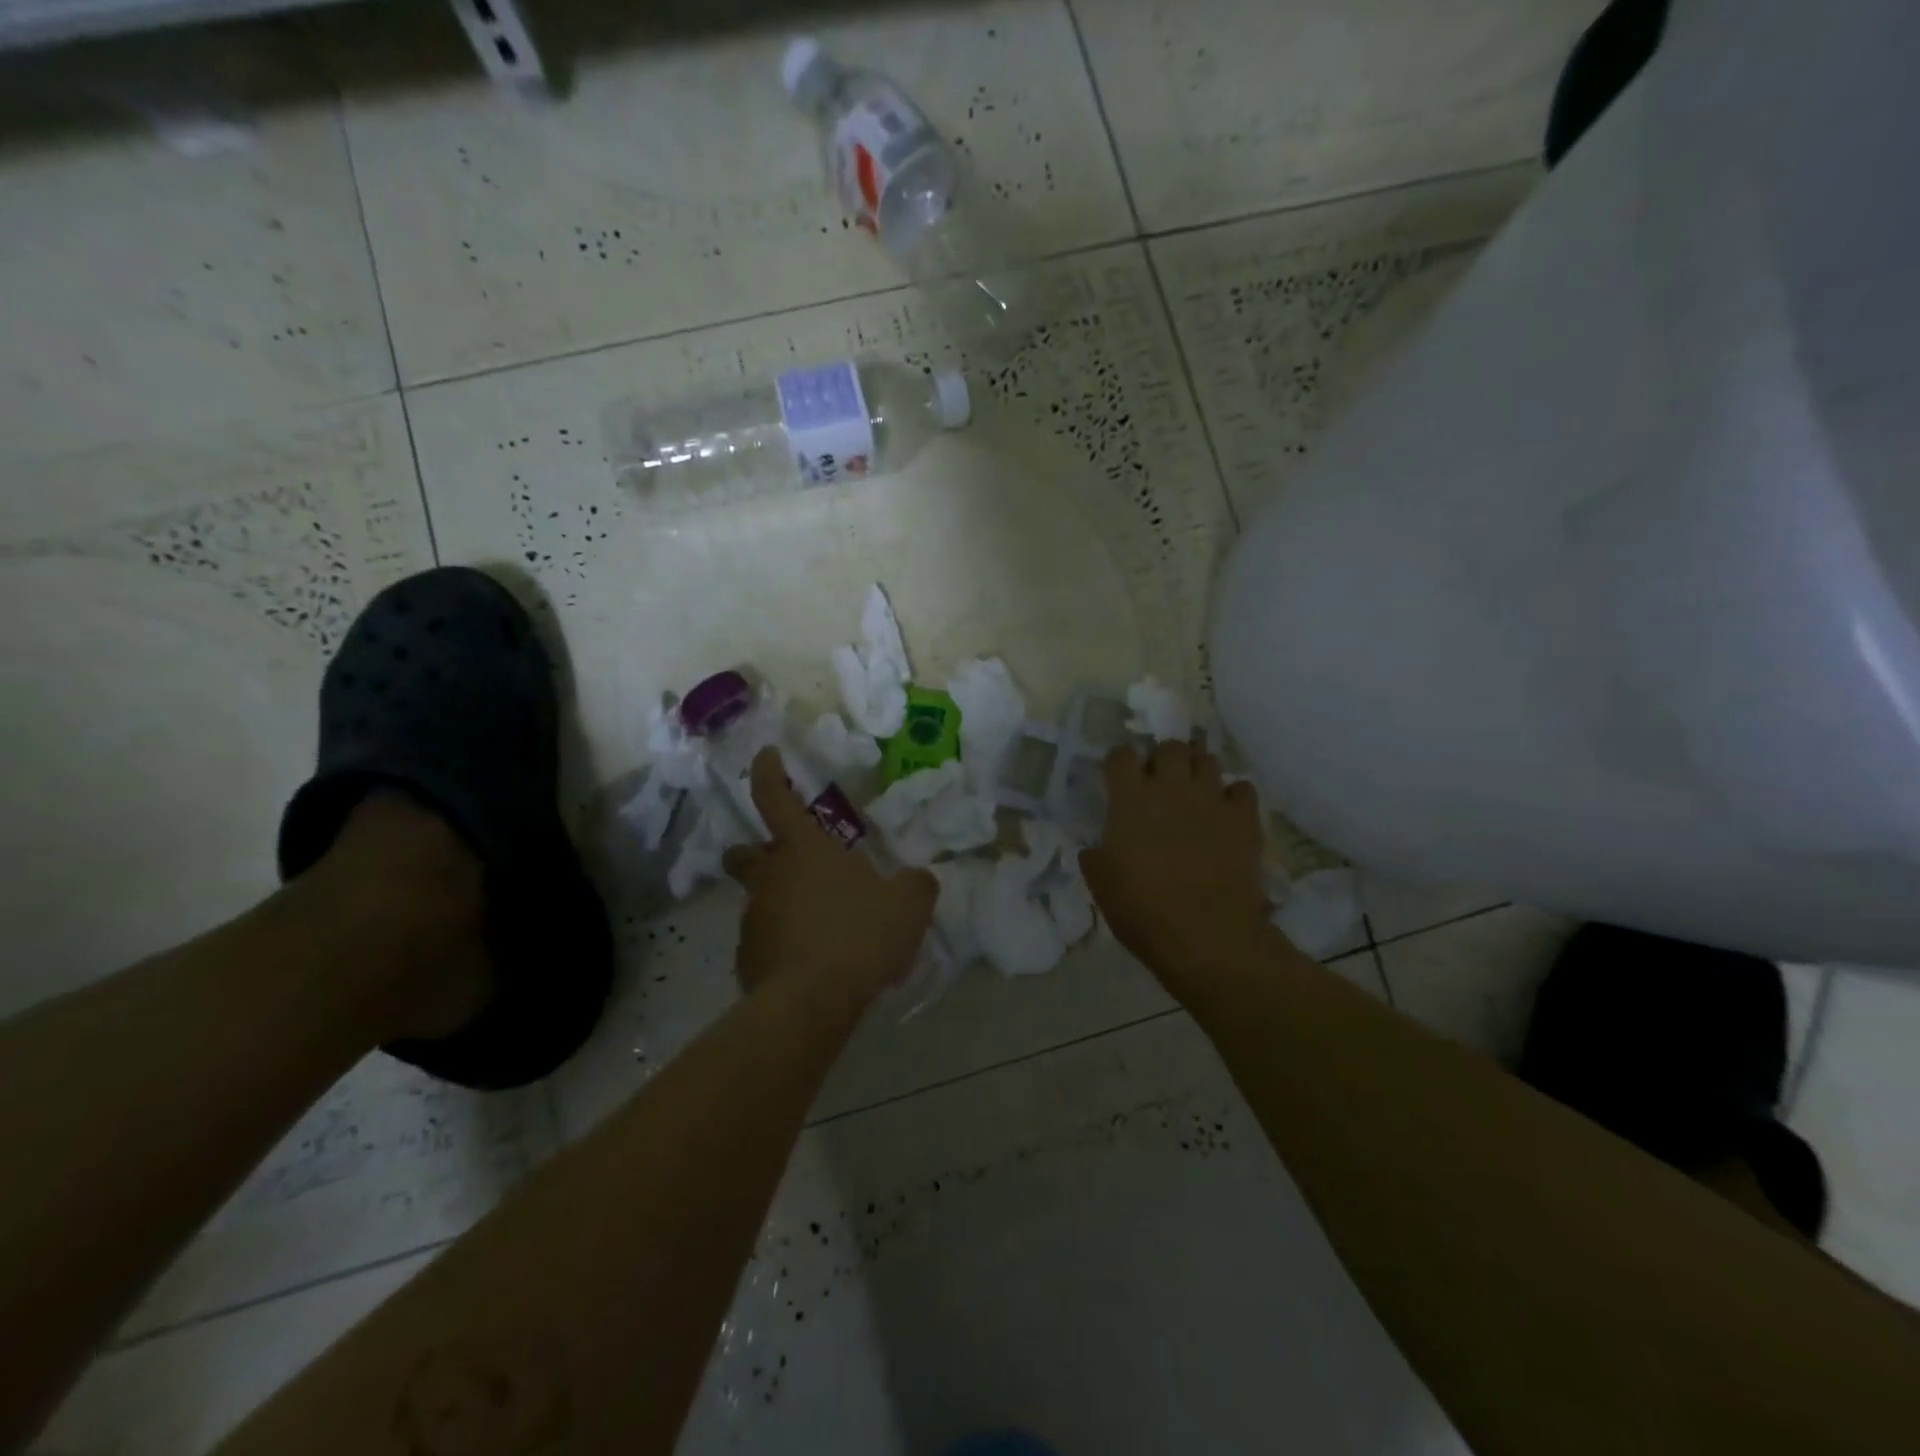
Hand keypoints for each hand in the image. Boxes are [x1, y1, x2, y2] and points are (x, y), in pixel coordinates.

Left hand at [723, 748, 937, 1000]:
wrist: (812, 1004)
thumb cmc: (859, 936)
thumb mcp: (908, 905)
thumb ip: (916, 884)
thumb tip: (919, 879)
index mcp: (804, 850)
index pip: (774, 797)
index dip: (768, 772)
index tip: (765, 755)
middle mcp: (770, 877)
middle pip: (745, 852)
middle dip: (756, 850)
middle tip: (786, 860)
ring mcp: (754, 919)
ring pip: (760, 899)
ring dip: (783, 903)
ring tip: (823, 928)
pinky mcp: (748, 959)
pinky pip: (766, 941)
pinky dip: (784, 944)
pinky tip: (814, 964)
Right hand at [1079, 737, 1270, 982]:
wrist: (1207, 936)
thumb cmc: (1143, 911)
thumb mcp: (1101, 884)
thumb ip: (1096, 855)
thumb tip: (1095, 848)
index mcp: (1130, 800)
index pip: (1121, 755)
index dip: (1118, 761)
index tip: (1117, 776)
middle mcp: (1171, 788)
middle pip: (1169, 747)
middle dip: (1162, 758)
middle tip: (1159, 782)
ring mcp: (1212, 800)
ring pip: (1207, 760)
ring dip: (1197, 770)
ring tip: (1193, 792)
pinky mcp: (1244, 818)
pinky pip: (1242, 788)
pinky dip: (1232, 796)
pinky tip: (1226, 813)